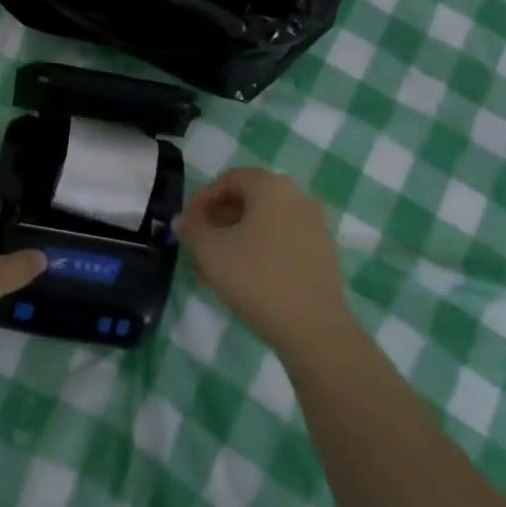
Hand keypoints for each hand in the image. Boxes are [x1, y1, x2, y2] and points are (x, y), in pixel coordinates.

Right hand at [177, 168, 346, 353]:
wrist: (311, 326)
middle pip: (248, 200)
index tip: (187, 224)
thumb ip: (192, 229)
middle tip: (198, 246)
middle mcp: (298, 197)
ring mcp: (314, 225)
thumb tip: (183, 220)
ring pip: (264, 223)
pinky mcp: (322, 251)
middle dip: (218, 221)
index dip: (203, 199)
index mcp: (272, 187)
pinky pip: (282, 239)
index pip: (230, 180)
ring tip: (215, 268)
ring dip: (235, 238)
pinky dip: (258, 249)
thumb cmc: (256, 277)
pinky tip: (243, 277)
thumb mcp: (211, 251)